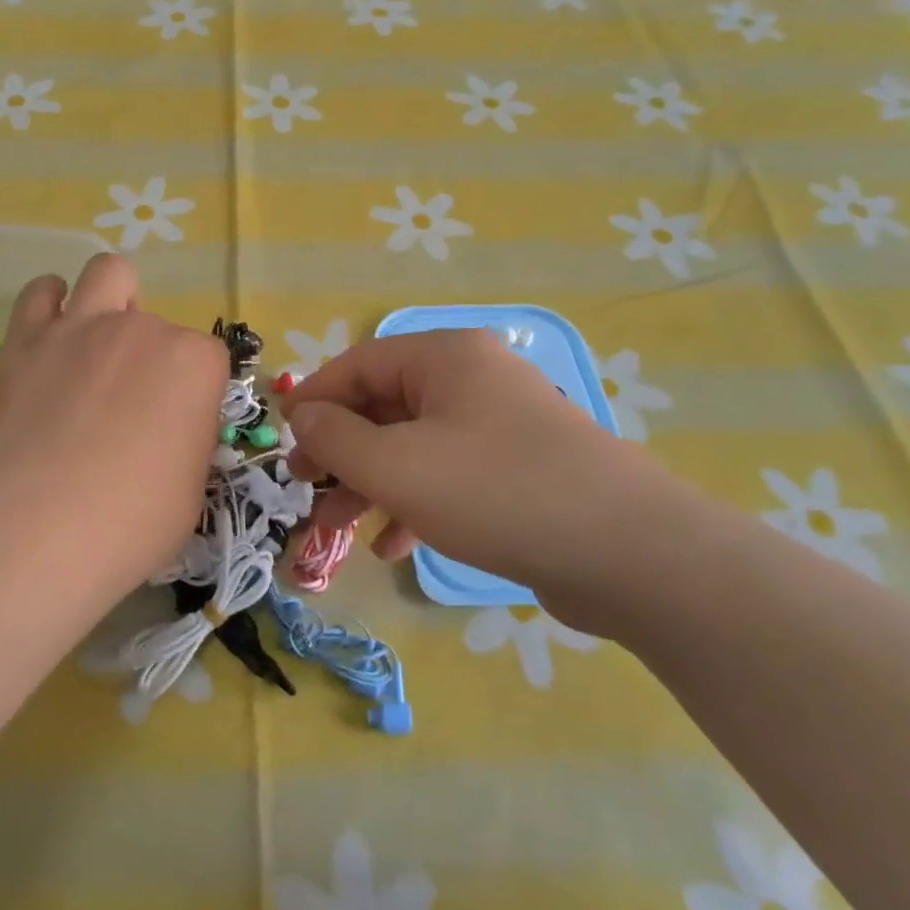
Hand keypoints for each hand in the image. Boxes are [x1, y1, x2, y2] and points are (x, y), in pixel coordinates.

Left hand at [0, 254, 228, 594]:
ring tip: (97, 339)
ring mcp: (81, 327)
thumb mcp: (191, 488)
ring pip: (106, 272)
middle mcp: (143, 329)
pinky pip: (40, 293)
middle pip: (157, 322)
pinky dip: (49, 304)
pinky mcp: (26, 341)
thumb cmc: (136, 519)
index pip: (207, 360)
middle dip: (151, 353)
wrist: (43, 527)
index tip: (177, 428)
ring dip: (110, 298)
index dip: (194, 393)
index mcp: (194, 362)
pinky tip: (50, 335)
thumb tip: (170, 432)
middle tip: (131, 399)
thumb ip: (187, 441)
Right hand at [281, 330, 703, 633]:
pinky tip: (393, 546)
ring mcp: (500, 425)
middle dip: (340, 450)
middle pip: (384, 405)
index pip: (358, 363)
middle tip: (305, 487)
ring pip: (414, 445)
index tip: (282, 439)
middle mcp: (473, 379)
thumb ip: (337, 437)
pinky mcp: (518, 470)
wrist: (627, 553)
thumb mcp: (397, 466)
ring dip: (371, 483)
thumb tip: (303, 414)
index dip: (314, 400)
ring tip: (337, 527)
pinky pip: (449, 475)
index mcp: (445, 357)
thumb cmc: (495, 492)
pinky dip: (415, 504)